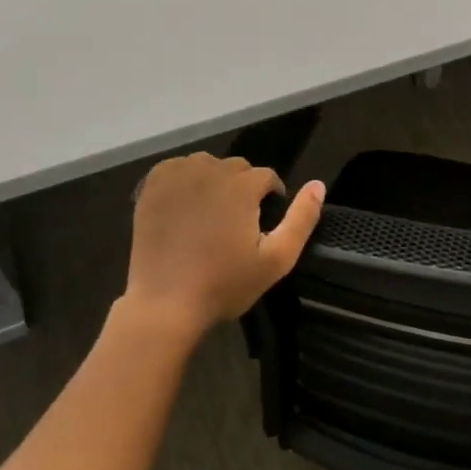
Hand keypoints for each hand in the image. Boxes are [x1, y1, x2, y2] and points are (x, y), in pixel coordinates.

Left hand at [121, 153, 324, 342]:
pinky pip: (176, 168)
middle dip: (243, 188)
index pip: (267, 177)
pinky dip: (184, 180)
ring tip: (211, 214)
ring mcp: (177, 177)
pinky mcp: (151, 187)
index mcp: (242, 186)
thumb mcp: (277, 259)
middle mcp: (210, 171)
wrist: (165, 304)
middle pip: (237, 168)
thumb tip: (318, 185)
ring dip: (214, 181)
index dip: (270, 199)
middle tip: (236, 223)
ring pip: (206, 165)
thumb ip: (302, 219)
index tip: (262, 225)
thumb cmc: (225, 284)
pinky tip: (185, 205)